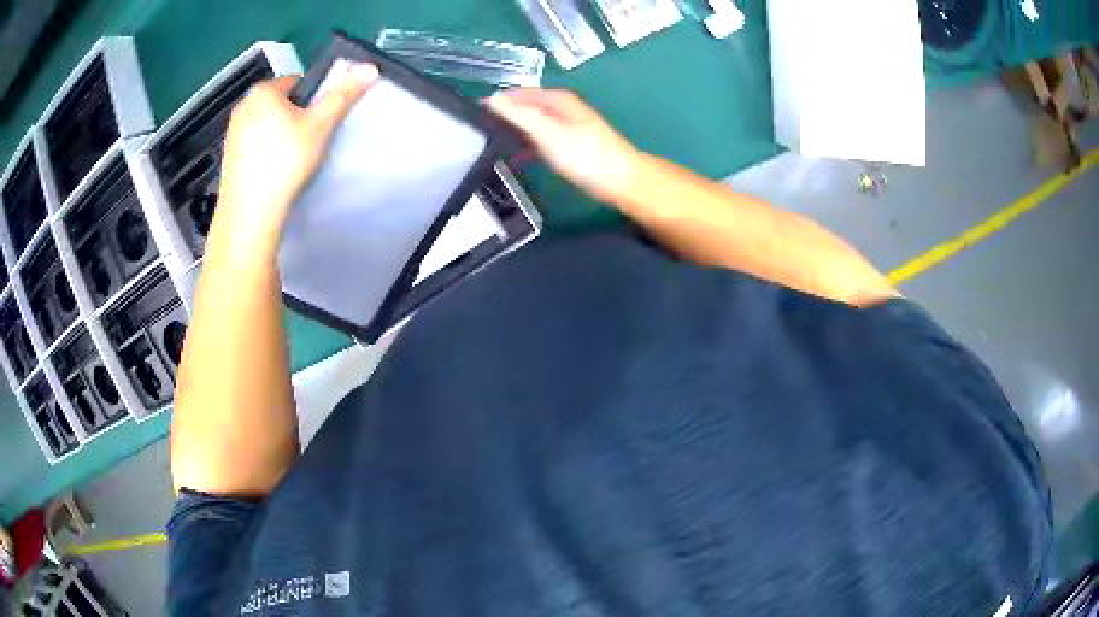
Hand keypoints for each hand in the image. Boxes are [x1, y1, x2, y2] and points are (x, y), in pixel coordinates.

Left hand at [213, 63, 379, 250]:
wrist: (250, 212)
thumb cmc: (285, 161)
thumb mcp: (321, 125)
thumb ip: (344, 94)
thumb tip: (371, 67)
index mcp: (263, 90)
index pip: (297, 82)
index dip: (312, 101)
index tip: (318, 123)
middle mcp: (243, 105)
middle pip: (280, 104)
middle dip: (294, 118)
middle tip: (306, 143)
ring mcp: (232, 132)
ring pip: (266, 125)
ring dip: (279, 136)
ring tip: (290, 161)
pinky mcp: (227, 157)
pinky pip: (253, 145)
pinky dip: (264, 153)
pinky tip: (273, 172)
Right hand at [488, 89, 639, 203]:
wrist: (622, 181)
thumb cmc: (588, 156)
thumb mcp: (550, 134)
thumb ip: (521, 116)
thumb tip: (492, 100)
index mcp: (557, 100)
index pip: (517, 93)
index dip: (495, 102)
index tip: (472, 116)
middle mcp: (561, 108)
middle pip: (524, 108)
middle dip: (502, 118)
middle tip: (477, 134)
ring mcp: (565, 127)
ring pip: (531, 125)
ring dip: (512, 133)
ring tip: (490, 147)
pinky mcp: (569, 145)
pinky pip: (539, 141)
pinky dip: (526, 147)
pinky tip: (515, 159)